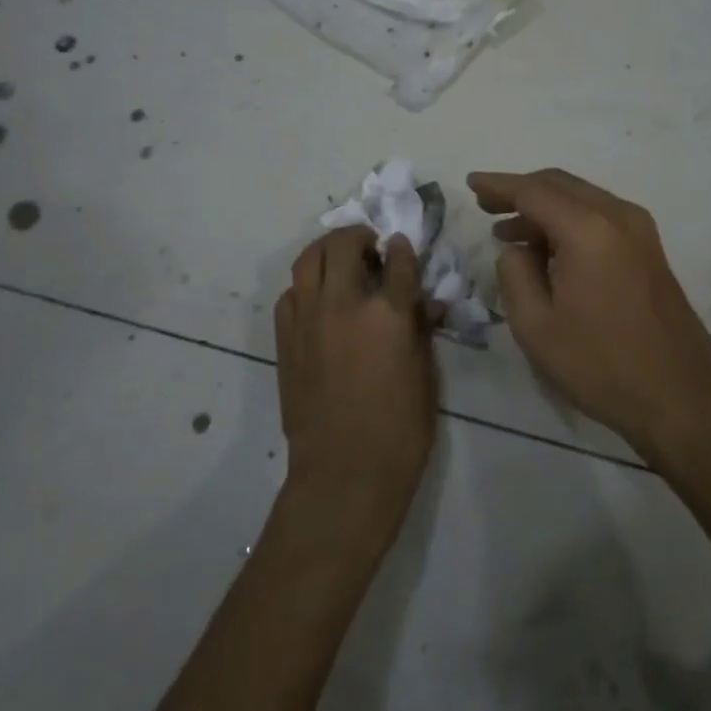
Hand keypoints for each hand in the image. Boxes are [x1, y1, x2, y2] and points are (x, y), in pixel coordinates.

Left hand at [273, 226, 440, 525]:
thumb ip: (420, 330)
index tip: (401, 245)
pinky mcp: (285, 339)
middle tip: (369, 245)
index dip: (403, 249)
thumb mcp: (425, 375)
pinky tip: (317, 298)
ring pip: (308, 260)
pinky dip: (305, 285)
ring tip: (339, 257)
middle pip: (343, 246)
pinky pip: (290, 294)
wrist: (344, 474)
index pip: (398, 262)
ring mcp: (308, 319)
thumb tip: (421, 303)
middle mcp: (344, 305)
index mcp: (387, 314)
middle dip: (359, 236)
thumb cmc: (400, 430)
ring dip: (326, 249)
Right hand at [468, 168, 710, 456]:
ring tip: (508, 232)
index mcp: (588, 229)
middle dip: (520, 190)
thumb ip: (514, 274)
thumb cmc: (601, 365)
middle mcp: (618, 216)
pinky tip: (548, 248)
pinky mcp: (650, 250)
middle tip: (485, 204)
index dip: (498, 185)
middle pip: (560, 185)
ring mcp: (640, 231)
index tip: (470, 183)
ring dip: (544, 208)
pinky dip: (568, 221)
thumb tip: (517, 249)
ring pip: (582, 199)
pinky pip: (600, 217)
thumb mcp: (536, 326)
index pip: (533, 191)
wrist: (680, 397)